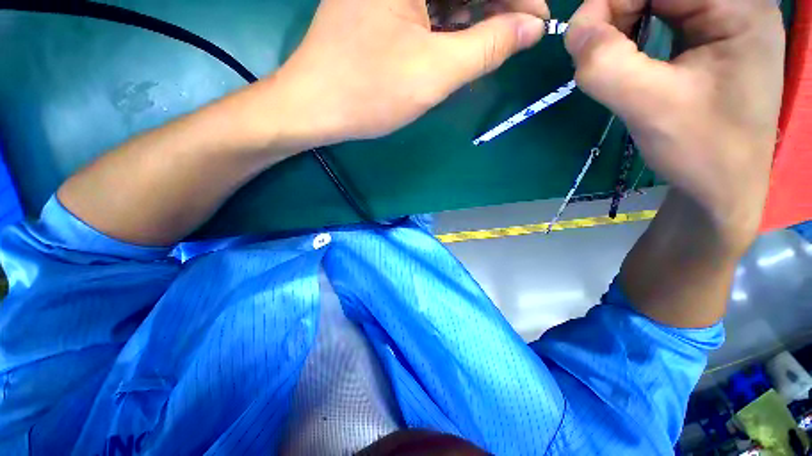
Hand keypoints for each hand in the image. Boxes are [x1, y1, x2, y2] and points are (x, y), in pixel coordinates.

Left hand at [269, 0, 548, 148]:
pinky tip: (459, 40)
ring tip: (491, 42)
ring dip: (474, 13)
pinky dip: (449, 20)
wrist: (316, 106)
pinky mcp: (379, 4)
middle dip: (497, 5)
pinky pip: (427, 4)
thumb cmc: (370, 92)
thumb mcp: (434, 73)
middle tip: (517, 36)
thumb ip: (487, 47)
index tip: (535, 23)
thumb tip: (530, 29)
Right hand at [566, 0, 784, 247]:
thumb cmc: (701, 152)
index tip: (583, 42)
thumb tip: (573, 31)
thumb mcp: (651, 108)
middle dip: (618, 12)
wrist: (722, 187)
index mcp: (737, 7)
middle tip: (596, 54)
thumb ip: (607, 65)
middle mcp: (735, 2)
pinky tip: (630, 58)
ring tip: (613, 60)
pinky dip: (634, 32)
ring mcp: (724, 18)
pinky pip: (662, 15)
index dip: (612, 1)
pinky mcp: (710, 36)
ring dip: (623, 23)